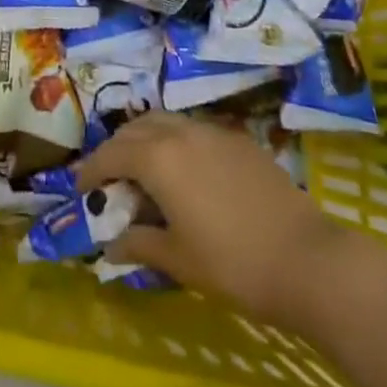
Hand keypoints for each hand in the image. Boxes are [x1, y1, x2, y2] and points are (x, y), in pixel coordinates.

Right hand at [78, 111, 350, 324]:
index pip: (110, 154)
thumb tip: (110, 245)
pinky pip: (193, 130)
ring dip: (145, 140)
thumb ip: (139, 243)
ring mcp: (212, 131)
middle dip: (116, 150)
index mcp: (157, 157)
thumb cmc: (233, 263)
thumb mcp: (177, 259)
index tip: (80, 189)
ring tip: (144, 171)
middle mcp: (180, 132)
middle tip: (110, 179)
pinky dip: (175, 142)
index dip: (91, 171)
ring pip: (165, 122)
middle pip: (135, 129)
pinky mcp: (238, 139)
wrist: (306, 259)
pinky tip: (185, 173)